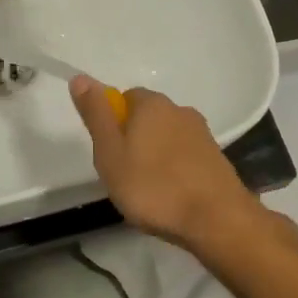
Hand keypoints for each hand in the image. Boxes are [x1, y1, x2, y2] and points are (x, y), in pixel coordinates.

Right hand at [69, 77, 270, 255]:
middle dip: (134, 140)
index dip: (112, 124)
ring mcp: (202, 134)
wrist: (217, 220)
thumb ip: (96, 115)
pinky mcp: (216, 158)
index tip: (109, 154)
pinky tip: (172, 196)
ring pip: (167, 138)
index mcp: (152, 104)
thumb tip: (80, 78)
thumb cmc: (153, 187)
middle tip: (124, 175)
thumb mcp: (110, 153)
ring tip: (149, 191)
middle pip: (147, 118)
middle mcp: (180, 110)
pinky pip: (185, 157)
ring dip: (155, 157)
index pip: (124, 98)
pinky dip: (175, 170)